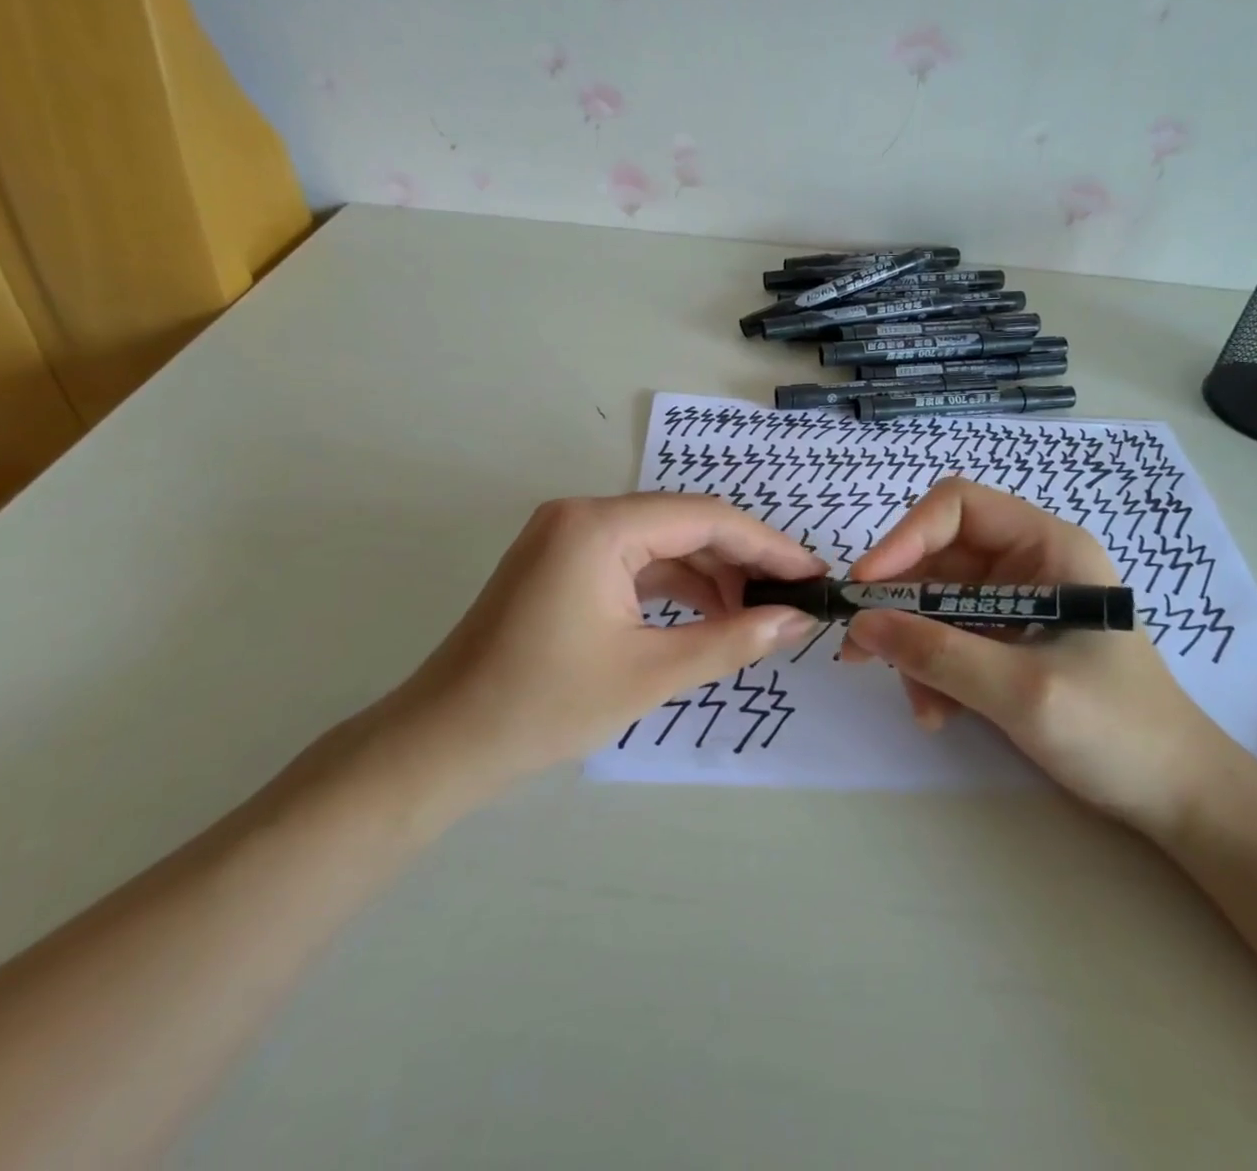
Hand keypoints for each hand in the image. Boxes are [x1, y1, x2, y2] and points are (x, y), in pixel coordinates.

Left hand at [372, 494, 824, 807]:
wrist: (443, 744)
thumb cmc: (545, 706)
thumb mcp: (651, 673)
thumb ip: (732, 640)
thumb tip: (798, 622)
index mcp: (600, 526)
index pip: (706, 518)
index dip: (768, 546)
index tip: (813, 574)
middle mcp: (583, 514)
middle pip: (685, 524)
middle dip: (742, 561)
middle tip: (793, 597)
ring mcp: (568, 536)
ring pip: (662, 543)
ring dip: (711, 575)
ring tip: (758, 613)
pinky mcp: (563, 562)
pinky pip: (635, 562)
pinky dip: (674, 586)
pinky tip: (709, 614)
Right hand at [840, 477, 1233, 831]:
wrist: (1177, 798)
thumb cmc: (1119, 730)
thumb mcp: (1023, 690)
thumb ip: (939, 654)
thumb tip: (860, 625)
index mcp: (1047, 546)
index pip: (958, 507)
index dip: (905, 537)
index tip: (866, 586)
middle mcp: (1027, 564)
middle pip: (937, 558)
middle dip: (899, 605)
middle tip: (860, 649)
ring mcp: (1016, 603)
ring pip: (934, 603)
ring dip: (913, 648)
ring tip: (920, 704)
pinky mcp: (1007, 641)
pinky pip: (948, 638)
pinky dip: (932, 670)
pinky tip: (939, 713)